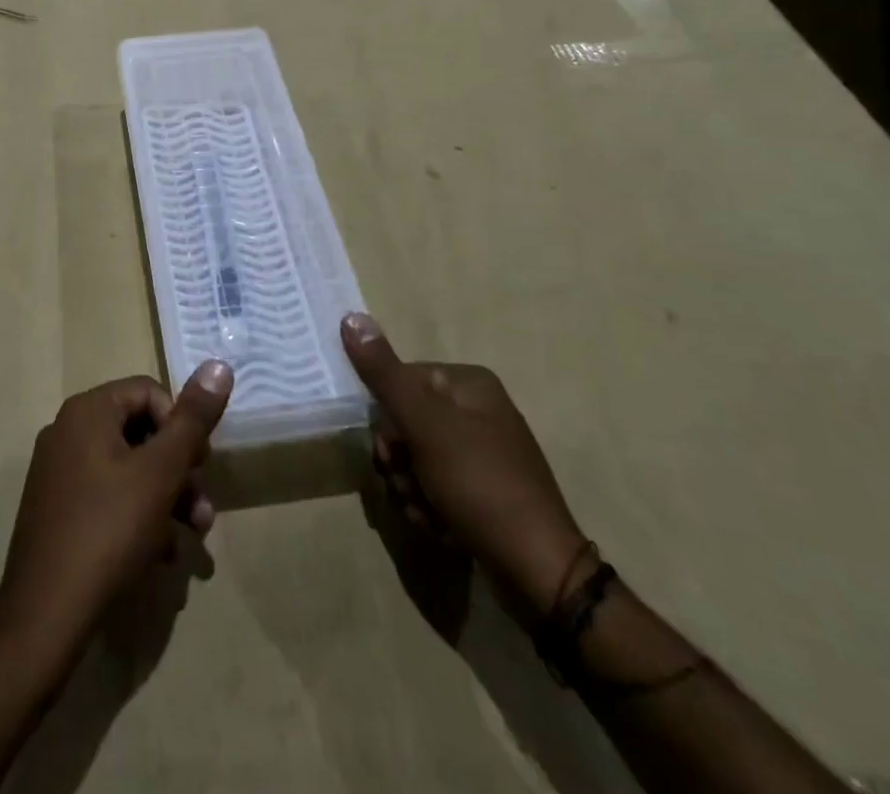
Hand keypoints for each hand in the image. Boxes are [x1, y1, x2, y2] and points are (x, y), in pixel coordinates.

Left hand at [0, 363, 232, 659]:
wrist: (45, 617)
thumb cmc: (109, 531)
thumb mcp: (161, 472)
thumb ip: (193, 419)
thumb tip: (219, 364)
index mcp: (87, 411)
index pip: (149, 391)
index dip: (182, 425)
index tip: (200, 465)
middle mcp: (67, 431)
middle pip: (140, 432)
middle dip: (179, 470)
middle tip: (202, 509)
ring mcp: (58, 472)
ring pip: (127, 469)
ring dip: (166, 498)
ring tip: (192, 538)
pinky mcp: (56, 510)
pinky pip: (107, 497)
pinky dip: (138, 517)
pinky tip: (160, 555)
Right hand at [341, 313, 586, 620]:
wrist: (539, 574)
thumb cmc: (480, 485)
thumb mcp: (425, 425)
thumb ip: (384, 374)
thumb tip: (350, 316)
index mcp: (469, 384)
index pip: (400, 380)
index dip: (386, 418)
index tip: (391, 451)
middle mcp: (477, 410)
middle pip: (405, 422)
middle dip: (398, 461)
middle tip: (409, 485)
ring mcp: (481, 453)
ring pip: (415, 459)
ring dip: (410, 488)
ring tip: (429, 513)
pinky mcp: (482, 491)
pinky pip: (435, 487)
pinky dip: (429, 507)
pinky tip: (442, 528)